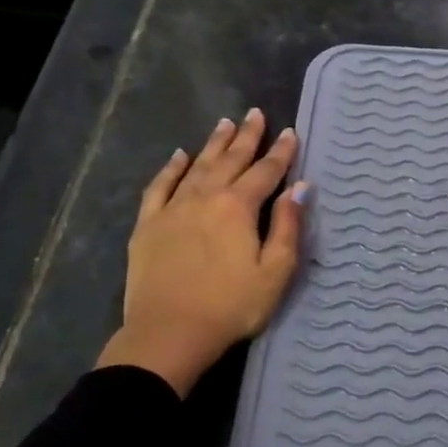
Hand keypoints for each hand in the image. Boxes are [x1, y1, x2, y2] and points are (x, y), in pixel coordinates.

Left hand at [96, 109, 305, 396]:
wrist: (169, 332)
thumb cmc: (232, 305)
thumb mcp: (275, 270)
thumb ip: (287, 225)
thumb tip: (299, 187)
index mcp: (238, 207)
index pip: (265, 172)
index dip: (281, 152)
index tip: (290, 132)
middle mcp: (205, 197)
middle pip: (230, 160)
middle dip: (247, 137)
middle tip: (256, 114)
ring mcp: (173, 209)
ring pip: (197, 166)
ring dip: (214, 144)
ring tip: (225, 124)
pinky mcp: (148, 225)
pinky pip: (159, 186)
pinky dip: (171, 168)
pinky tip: (179, 156)